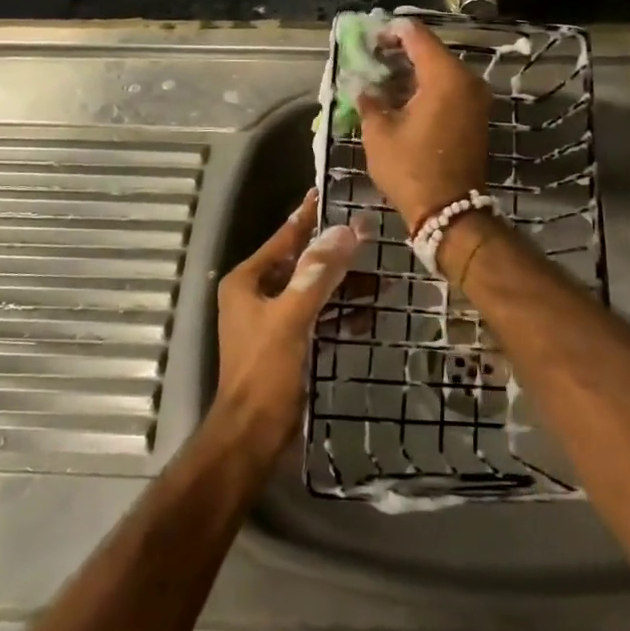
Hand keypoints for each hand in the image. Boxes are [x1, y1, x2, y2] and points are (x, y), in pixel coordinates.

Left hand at [216, 191, 364, 455]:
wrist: (251, 436)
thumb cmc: (265, 371)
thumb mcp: (292, 316)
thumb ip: (318, 273)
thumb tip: (346, 230)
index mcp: (248, 281)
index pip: (284, 237)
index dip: (309, 216)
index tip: (332, 194)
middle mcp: (257, 294)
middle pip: (302, 262)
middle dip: (335, 252)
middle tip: (370, 235)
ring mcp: (272, 319)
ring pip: (313, 289)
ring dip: (343, 284)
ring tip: (380, 277)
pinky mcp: (288, 342)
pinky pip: (318, 316)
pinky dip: (340, 312)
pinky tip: (369, 312)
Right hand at [357, 18, 490, 230]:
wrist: (450, 212)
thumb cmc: (411, 169)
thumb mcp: (379, 133)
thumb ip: (369, 100)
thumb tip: (361, 85)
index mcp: (445, 76)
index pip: (416, 36)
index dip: (391, 31)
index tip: (368, 38)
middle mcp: (467, 80)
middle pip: (430, 51)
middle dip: (400, 52)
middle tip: (370, 57)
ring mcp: (475, 98)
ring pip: (440, 70)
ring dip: (412, 71)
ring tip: (380, 77)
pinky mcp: (475, 115)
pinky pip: (448, 88)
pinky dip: (425, 86)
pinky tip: (400, 96)